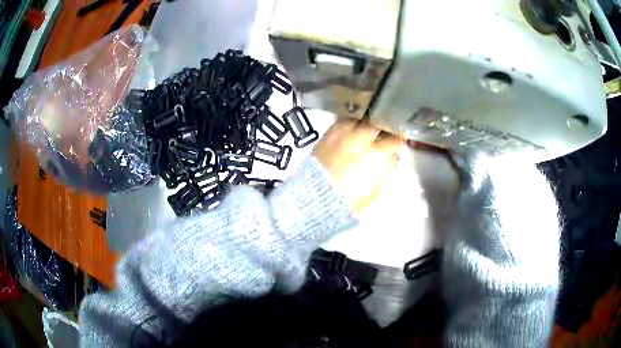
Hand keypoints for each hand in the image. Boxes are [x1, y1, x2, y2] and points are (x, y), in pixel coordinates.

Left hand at [313, 118, 400, 213]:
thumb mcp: (377, 190)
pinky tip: (354, 125)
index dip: (399, 137)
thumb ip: (388, 169)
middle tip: (384, 129)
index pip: (395, 137)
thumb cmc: (350, 199)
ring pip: (361, 116)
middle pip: (378, 121)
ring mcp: (344, 132)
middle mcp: (361, 138)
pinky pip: (344, 119)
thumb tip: (393, 154)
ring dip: (367, 120)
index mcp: (376, 153)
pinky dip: (351, 121)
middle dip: (383, 124)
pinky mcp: (329, 131)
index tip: (399, 138)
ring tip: (369, 124)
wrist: (316, 196)